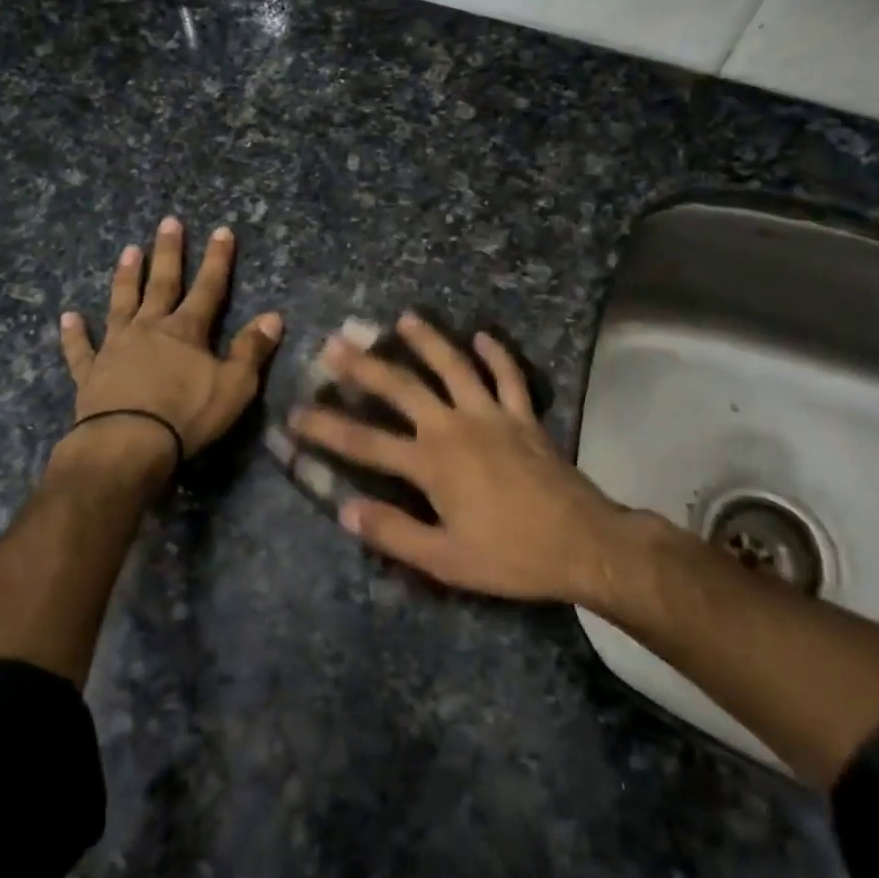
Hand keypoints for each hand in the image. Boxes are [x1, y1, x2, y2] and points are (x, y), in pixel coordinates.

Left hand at [60, 217, 283, 460]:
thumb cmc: (186, 416)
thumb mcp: (234, 386)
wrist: (127, 445)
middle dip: (168, 252)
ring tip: (128, 250)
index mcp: (186, 331)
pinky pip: (81, 349)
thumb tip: (274, 317)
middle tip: (168, 222)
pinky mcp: (90, 373)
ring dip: (126, 277)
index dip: (217, 260)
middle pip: (161, 284)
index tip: (222, 231)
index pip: (208, 288)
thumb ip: (252, 350)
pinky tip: (68, 316)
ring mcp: (116, 348)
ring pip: (121, 304)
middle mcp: (149, 329)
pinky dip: (75, 333)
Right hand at [288, 314, 624, 603]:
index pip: (365, 444)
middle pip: (402, 389)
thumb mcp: (445, 560)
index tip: (295, 413)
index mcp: (432, 463)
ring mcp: (492, 415)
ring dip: (427, 340)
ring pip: (454, 367)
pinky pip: (509, 377)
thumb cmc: (510, 555)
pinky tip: (483, 336)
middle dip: (364, 366)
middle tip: (335, 343)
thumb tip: (345, 510)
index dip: (326, 428)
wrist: (583, 544)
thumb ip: (394, 532)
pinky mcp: (523, 416)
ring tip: (404, 318)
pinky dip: (496, 354)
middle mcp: (455, 427)